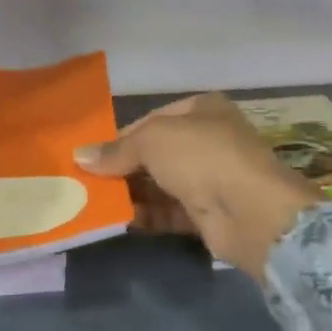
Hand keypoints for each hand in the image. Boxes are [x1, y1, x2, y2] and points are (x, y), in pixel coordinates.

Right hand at [75, 94, 321, 278]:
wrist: (251, 212)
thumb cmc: (202, 157)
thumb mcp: (153, 140)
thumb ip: (117, 150)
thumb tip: (80, 156)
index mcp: (202, 110)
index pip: (152, 120)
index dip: (121, 136)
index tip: (92, 155)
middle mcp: (209, 140)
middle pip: (156, 153)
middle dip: (123, 167)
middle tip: (88, 182)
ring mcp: (212, 178)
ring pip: (162, 184)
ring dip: (131, 193)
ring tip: (95, 203)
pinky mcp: (210, 213)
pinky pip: (170, 211)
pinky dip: (147, 215)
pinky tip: (120, 220)